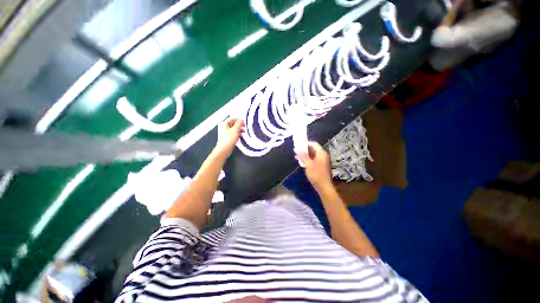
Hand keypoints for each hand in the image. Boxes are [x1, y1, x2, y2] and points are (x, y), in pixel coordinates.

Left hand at [215, 118, 244, 154]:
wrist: (224, 149)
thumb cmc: (229, 139)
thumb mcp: (235, 130)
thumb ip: (239, 124)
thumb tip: (242, 120)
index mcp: (224, 123)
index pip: (233, 119)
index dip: (239, 120)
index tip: (244, 124)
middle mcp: (223, 127)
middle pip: (233, 124)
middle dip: (239, 126)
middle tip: (244, 129)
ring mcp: (225, 132)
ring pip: (233, 129)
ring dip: (239, 130)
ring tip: (243, 133)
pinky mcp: (227, 137)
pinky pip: (233, 134)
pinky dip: (237, 134)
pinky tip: (239, 137)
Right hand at [296, 141, 332, 189]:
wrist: (324, 187)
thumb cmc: (316, 175)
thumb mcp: (308, 165)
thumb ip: (303, 156)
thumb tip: (297, 149)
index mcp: (321, 153)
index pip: (314, 144)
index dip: (306, 143)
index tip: (298, 145)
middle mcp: (323, 155)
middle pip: (314, 149)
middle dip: (305, 149)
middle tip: (296, 151)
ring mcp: (323, 161)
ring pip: (313, 155)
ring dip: (305, 155)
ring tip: (297, 156)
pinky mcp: (321, 166)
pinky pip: (314, 159)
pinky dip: (308, 159)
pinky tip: (302, 162)